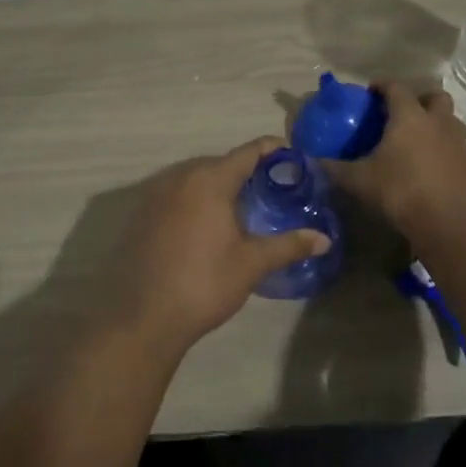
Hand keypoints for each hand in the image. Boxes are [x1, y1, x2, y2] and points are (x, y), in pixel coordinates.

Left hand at [107, 138, 331, 353]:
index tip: (293, 157)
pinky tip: (207, 224)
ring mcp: (155, 193)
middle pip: (220, 162)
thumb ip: (288, 245)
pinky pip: (176, 193)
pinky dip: (196, 198)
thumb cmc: (203, 283)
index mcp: (209, 180)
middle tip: (273, 188)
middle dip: (247, 170)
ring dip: (219, 184)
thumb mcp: (251, 264)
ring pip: (195, 177)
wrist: (142, 316)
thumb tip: (324, 239)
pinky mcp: (142, 213)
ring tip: (243, 205)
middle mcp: (179, 177)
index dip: (272, 150)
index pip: (247, 152)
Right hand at [322, 83, 465, 238]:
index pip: (396, 88)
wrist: (448, 224)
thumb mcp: (359, 180)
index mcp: (410, 117)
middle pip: (434, 97)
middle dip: (419, 99)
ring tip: (415, 142)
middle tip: (401, 114)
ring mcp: (459, 144)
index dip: (382, 85)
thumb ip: (335, 167)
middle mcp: (438, 123)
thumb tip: (312, 160)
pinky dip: (443, 150)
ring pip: (449, 122)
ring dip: (434, 124)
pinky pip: (456, 148)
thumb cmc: (400, 192)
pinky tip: (429, 169)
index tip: (370, 92)